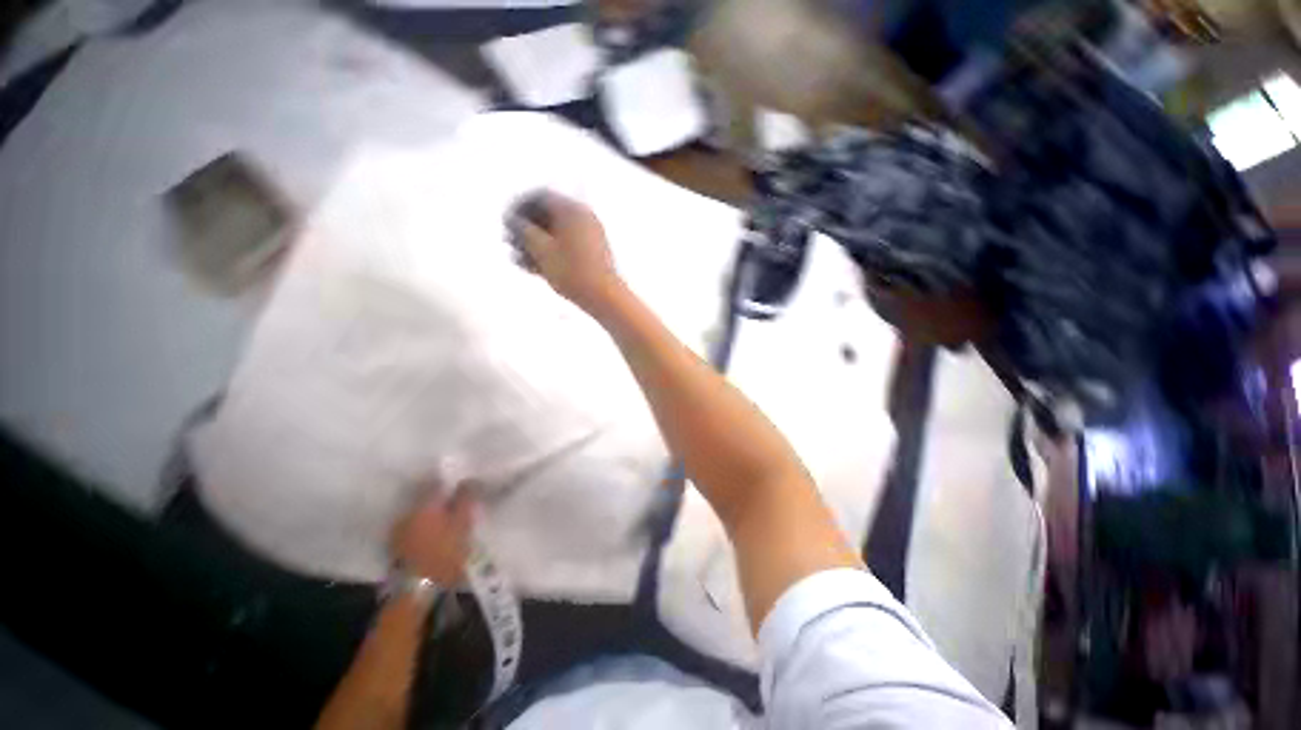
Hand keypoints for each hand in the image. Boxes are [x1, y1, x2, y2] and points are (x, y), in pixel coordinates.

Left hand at [390, 486, 476, 584]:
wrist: (417, 591)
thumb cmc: (445, 553)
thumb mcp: (463, 523)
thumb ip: (466, 499)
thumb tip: (468, 478)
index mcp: (424, 503)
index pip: (438, 483)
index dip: (452, 483)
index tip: (465, 487)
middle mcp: (407, 512)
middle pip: (427, 498)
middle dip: (442, 499)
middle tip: (460, 504)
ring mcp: (398, 530)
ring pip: (420, 513)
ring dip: (433, 514)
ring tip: (449, 521)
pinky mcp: (396, 547)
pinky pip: (414, 528)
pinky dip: (425, 528)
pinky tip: (435, 535)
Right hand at [514, 192, 622, 313]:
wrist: (605, 297)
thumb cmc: (572, 272)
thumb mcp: (541, 250)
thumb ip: (523, 231)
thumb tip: (514, 221)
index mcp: (572, 210)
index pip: (540, 197)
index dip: (518, 207)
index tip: (506, 223)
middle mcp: (585, 217)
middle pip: (549, 216)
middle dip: (527, 229)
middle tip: (511, 243)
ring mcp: (592, 236)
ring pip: (558, 234)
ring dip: (538, 244)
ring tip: (521, 261)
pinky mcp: (595, 254)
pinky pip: (569, 247)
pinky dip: (552, 253)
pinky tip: (537, 269)